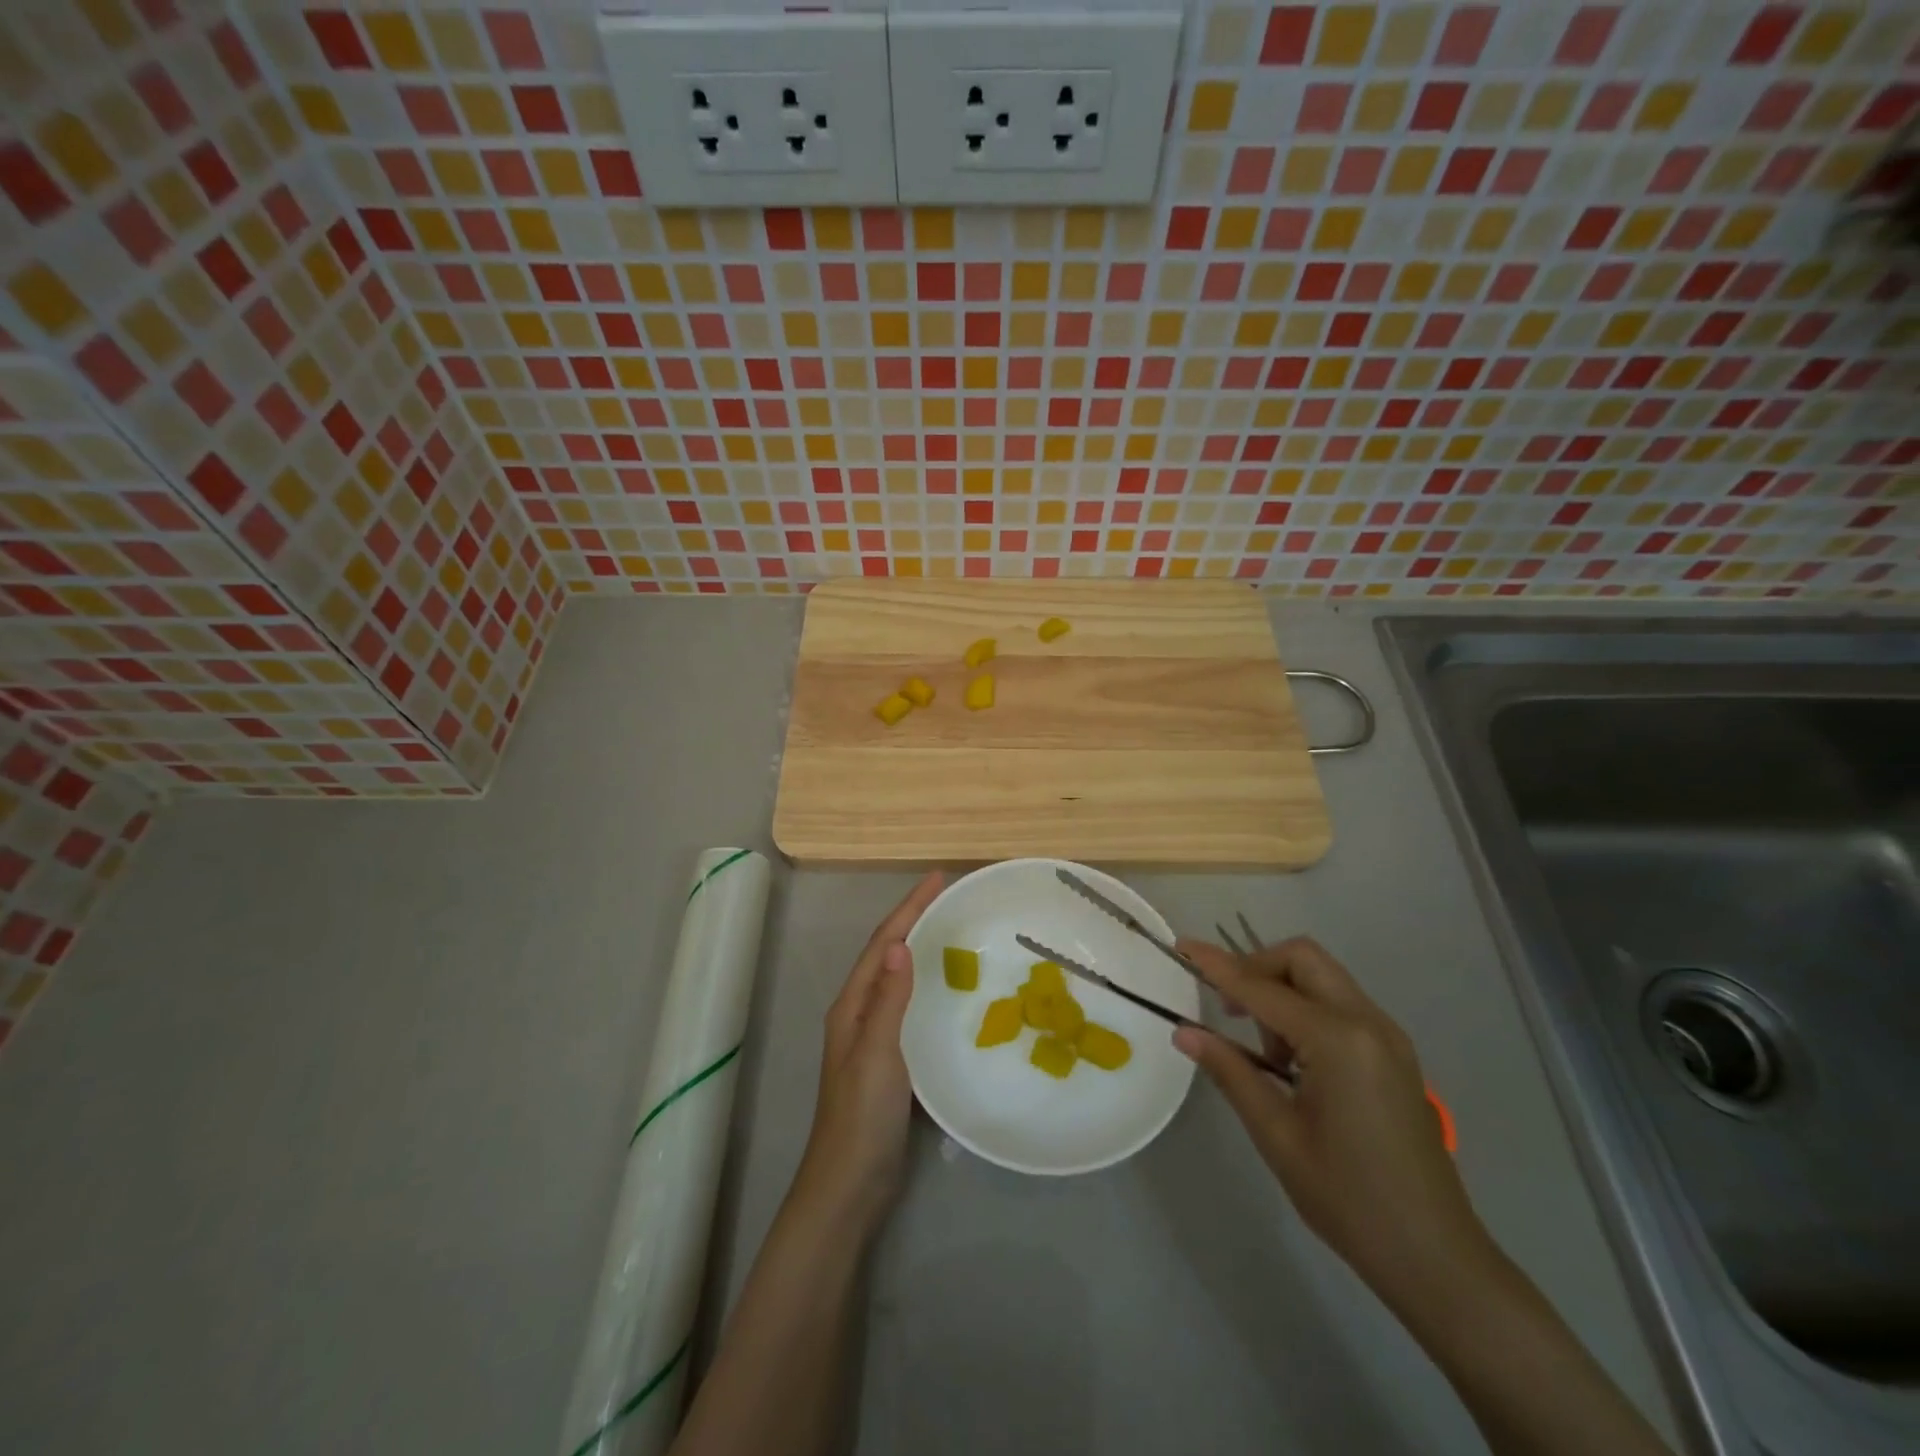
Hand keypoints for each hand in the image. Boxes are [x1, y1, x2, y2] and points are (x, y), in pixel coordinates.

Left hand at [793, 871, 943, 1231]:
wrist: (849, 1185)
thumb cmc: (861, 1116)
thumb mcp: (876, 1053)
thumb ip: (888, 1000)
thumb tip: (900, 943)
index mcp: (853, 1005)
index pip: (883, 943)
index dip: (909, 908)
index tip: (937, 878)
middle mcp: (860, 1013)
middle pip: (888, 954)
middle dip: (914, 921)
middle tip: (950, 899)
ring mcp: (874, 1038)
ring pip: (899, 980)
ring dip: (921, 950)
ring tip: (954, 932)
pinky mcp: (890, 1061)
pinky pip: (910, 1008)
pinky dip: (927, 987)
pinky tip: (950, 992)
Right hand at [1172, 936, 1494, 1315]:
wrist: (1436, 1258)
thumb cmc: (1348, 1199)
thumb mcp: (1277, 1134)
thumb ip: (1230, 1071)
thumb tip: (1184, 1032)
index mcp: (1338, 1040)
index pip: (1262, 988)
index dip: (1217, 966)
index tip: (1182, 947)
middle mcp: (1368, 1022)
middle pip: (1302, 959)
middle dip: (1257, 968)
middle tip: (1228, 1010)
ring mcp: (1387, 1036)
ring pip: (1322, 978)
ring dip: (1282, 992)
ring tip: (1265, 1055)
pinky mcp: (1394, 1053)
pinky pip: (1340, 1005)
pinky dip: (1306, 1011)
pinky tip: (1294, 1063)